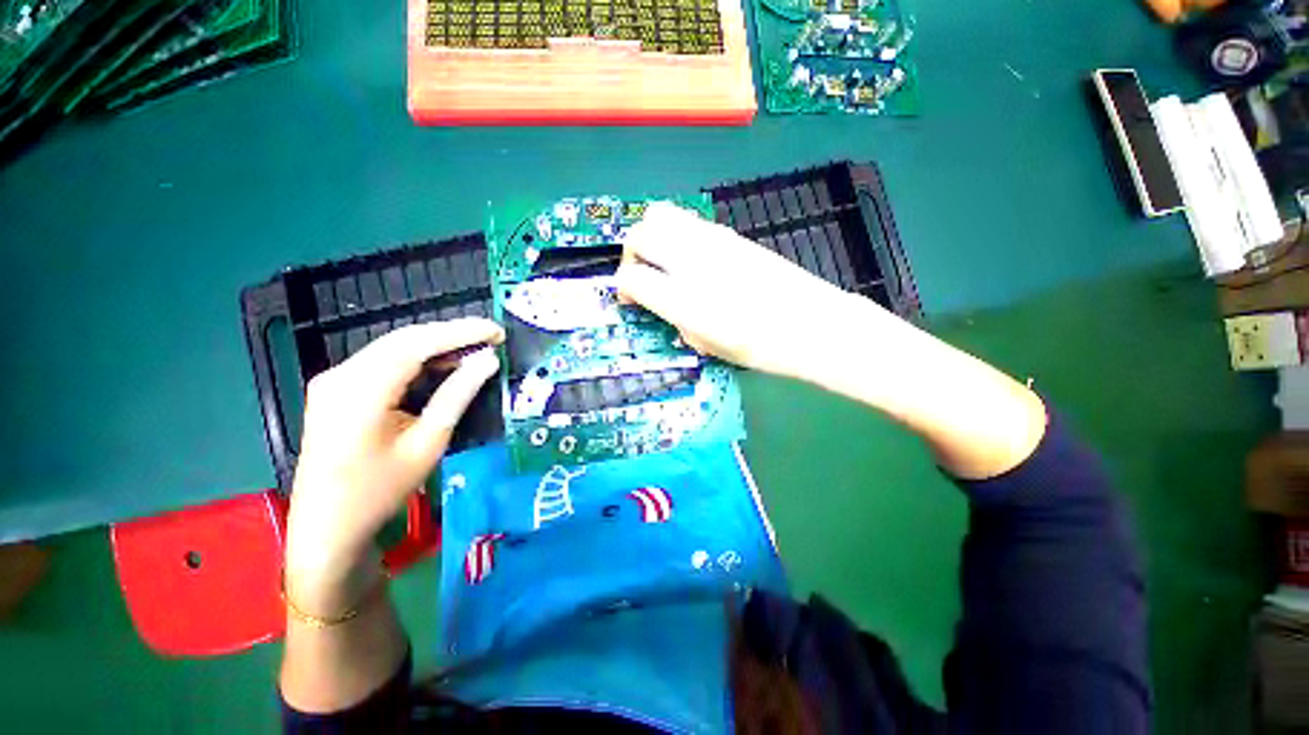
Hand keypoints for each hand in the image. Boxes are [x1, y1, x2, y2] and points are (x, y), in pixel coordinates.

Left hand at [284, 319, 503, 611]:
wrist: (326, 528)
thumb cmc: (379, 491)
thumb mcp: (427, 443)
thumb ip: (457, 395)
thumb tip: (488, 361)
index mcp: (359, 390)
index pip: (416, 343)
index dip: (460, 332)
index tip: (497, 331)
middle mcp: (341, 375)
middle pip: (403, 340)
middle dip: (451, 334)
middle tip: (492, 338)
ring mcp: (334, 380)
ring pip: (394, 348)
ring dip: (436, 345)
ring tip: (476, 350)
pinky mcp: (337, 389)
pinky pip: (384, 362)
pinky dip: (418, 359)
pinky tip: (443, 365)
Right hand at [615, 202, 859, 379]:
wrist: (812, 325)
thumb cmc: (760, 348)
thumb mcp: (708, 346)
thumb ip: (679, 321)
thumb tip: (667, 307)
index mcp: (682, 299)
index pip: (631, 277)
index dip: (623, 289)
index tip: (630, 300)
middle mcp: (691, 261)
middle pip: (640, 233)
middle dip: (631, 253)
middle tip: (642, 273)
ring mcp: (712, 241)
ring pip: (661, 214)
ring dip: (652, 236)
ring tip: (664, 261)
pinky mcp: (730, 234)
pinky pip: (689, 222)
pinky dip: (678, 235)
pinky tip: (693, 259)